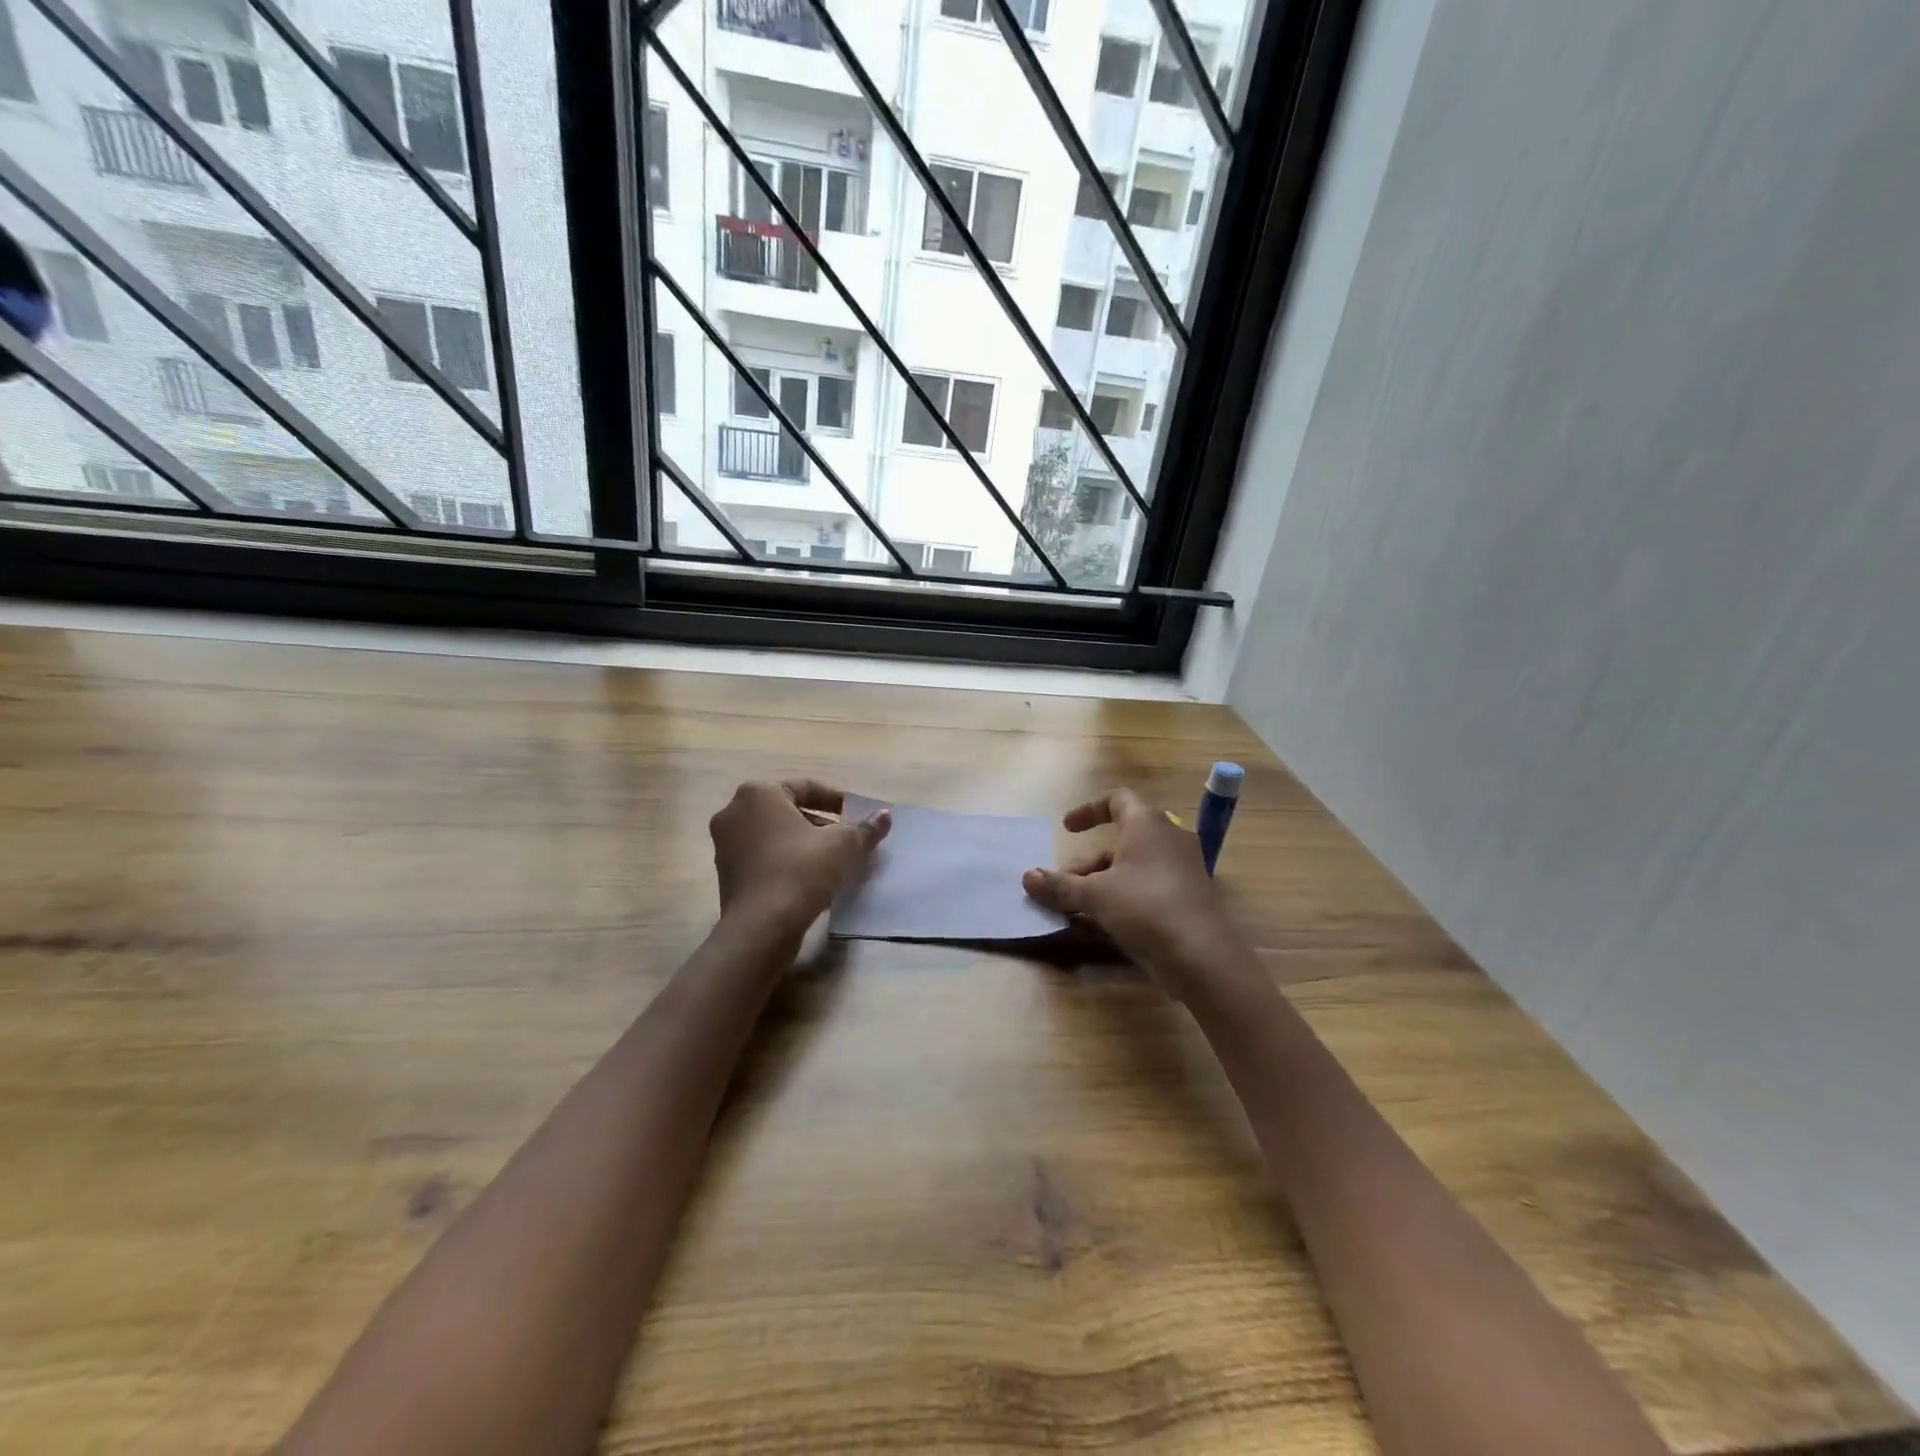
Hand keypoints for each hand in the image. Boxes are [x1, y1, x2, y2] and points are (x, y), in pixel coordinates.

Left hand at [710, 780, 889, 935]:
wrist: (761, 928)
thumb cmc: (801, 871)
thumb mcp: (843, 846)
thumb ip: (865, 828)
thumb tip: (885, 815)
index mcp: (758, 794)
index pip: (806, 788)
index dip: (837, 802)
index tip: (857, 818)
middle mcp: (735, 812)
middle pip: (789, 811)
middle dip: (821, 824)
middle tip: (848, 841)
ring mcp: (725, 844)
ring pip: (775, 835)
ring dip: (804, 844)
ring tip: (834, 862)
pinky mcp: (726, 874)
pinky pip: (763, 857)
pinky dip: (786, 862)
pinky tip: (810, 880)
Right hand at [1023, 788, 1238, 991]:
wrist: (1201, 955)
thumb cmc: (1144, 907)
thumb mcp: (1094, 895)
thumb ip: (1060, 884)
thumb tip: (1027, 877)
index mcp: (1147, 823)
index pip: (1117, 799)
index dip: (1088, 809)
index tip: (1066, 828)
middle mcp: (1168, 838)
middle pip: (1122, 839)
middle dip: (1088, 861)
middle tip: (1065, 882)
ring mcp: (1181, 868)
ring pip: (1134, 866)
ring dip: (1102, 882)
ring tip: (1075, 909)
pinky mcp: (1187, 897)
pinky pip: (1147, 887)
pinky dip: (1122, 897)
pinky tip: (1101, 925)